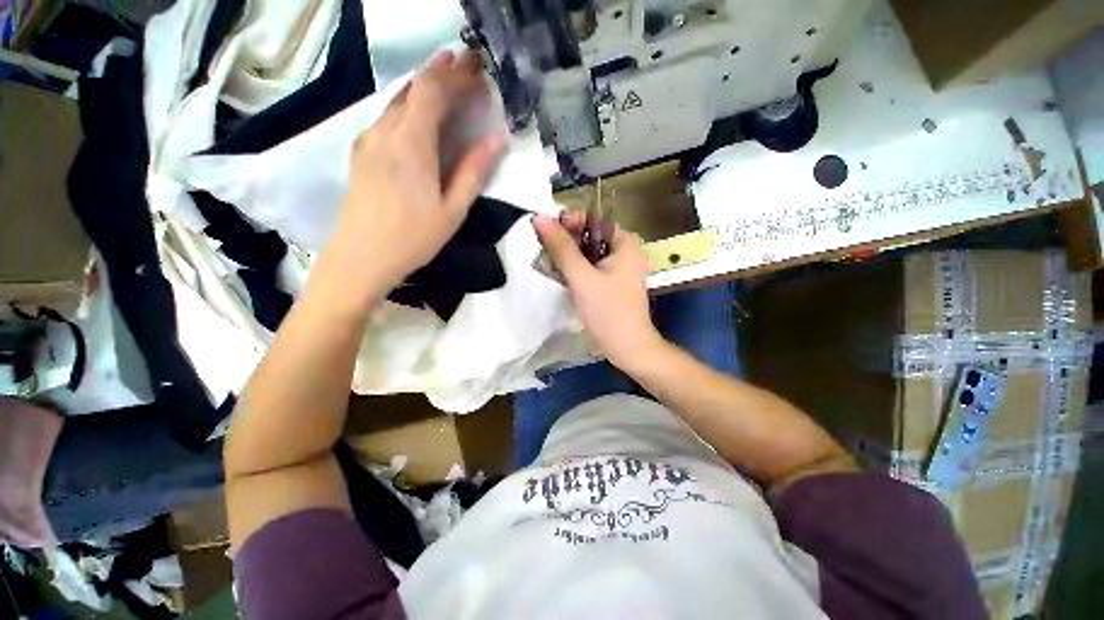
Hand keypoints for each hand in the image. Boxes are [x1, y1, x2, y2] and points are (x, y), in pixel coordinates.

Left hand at [320, 50, 505, 307]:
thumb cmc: (413, 239)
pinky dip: (409, 105)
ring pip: (398, 100)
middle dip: (441, 72)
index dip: (456, 75)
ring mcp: (368, 140)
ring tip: (448, 79)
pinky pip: (387, 116)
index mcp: (410, 144)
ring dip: (425, 87)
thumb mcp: (452, 210)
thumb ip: (473, 171)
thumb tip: (497, 139)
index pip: (432, 91)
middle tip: (468, 65)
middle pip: (413, 89)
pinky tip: (420, 112)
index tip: (478, 68)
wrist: (360, 258)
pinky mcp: (361, 152)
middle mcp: (384, 132)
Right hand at [533, 213, 663, 367]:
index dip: (571, 221)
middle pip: (590, 237)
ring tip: (548, 263)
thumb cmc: (607, 311)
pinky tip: (559, 275)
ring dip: (567, 256)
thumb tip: (540, 217)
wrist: (627, 348)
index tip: (548, 230)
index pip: (594, 220)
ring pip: (588, 254)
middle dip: (566, 241)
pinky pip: (590, 269)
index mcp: (625, 244)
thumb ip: (561, 247)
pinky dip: (574, 270)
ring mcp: (618, 270)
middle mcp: (624, 253)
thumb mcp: (581, 277)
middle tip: (544, 249)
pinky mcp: (610, 285)